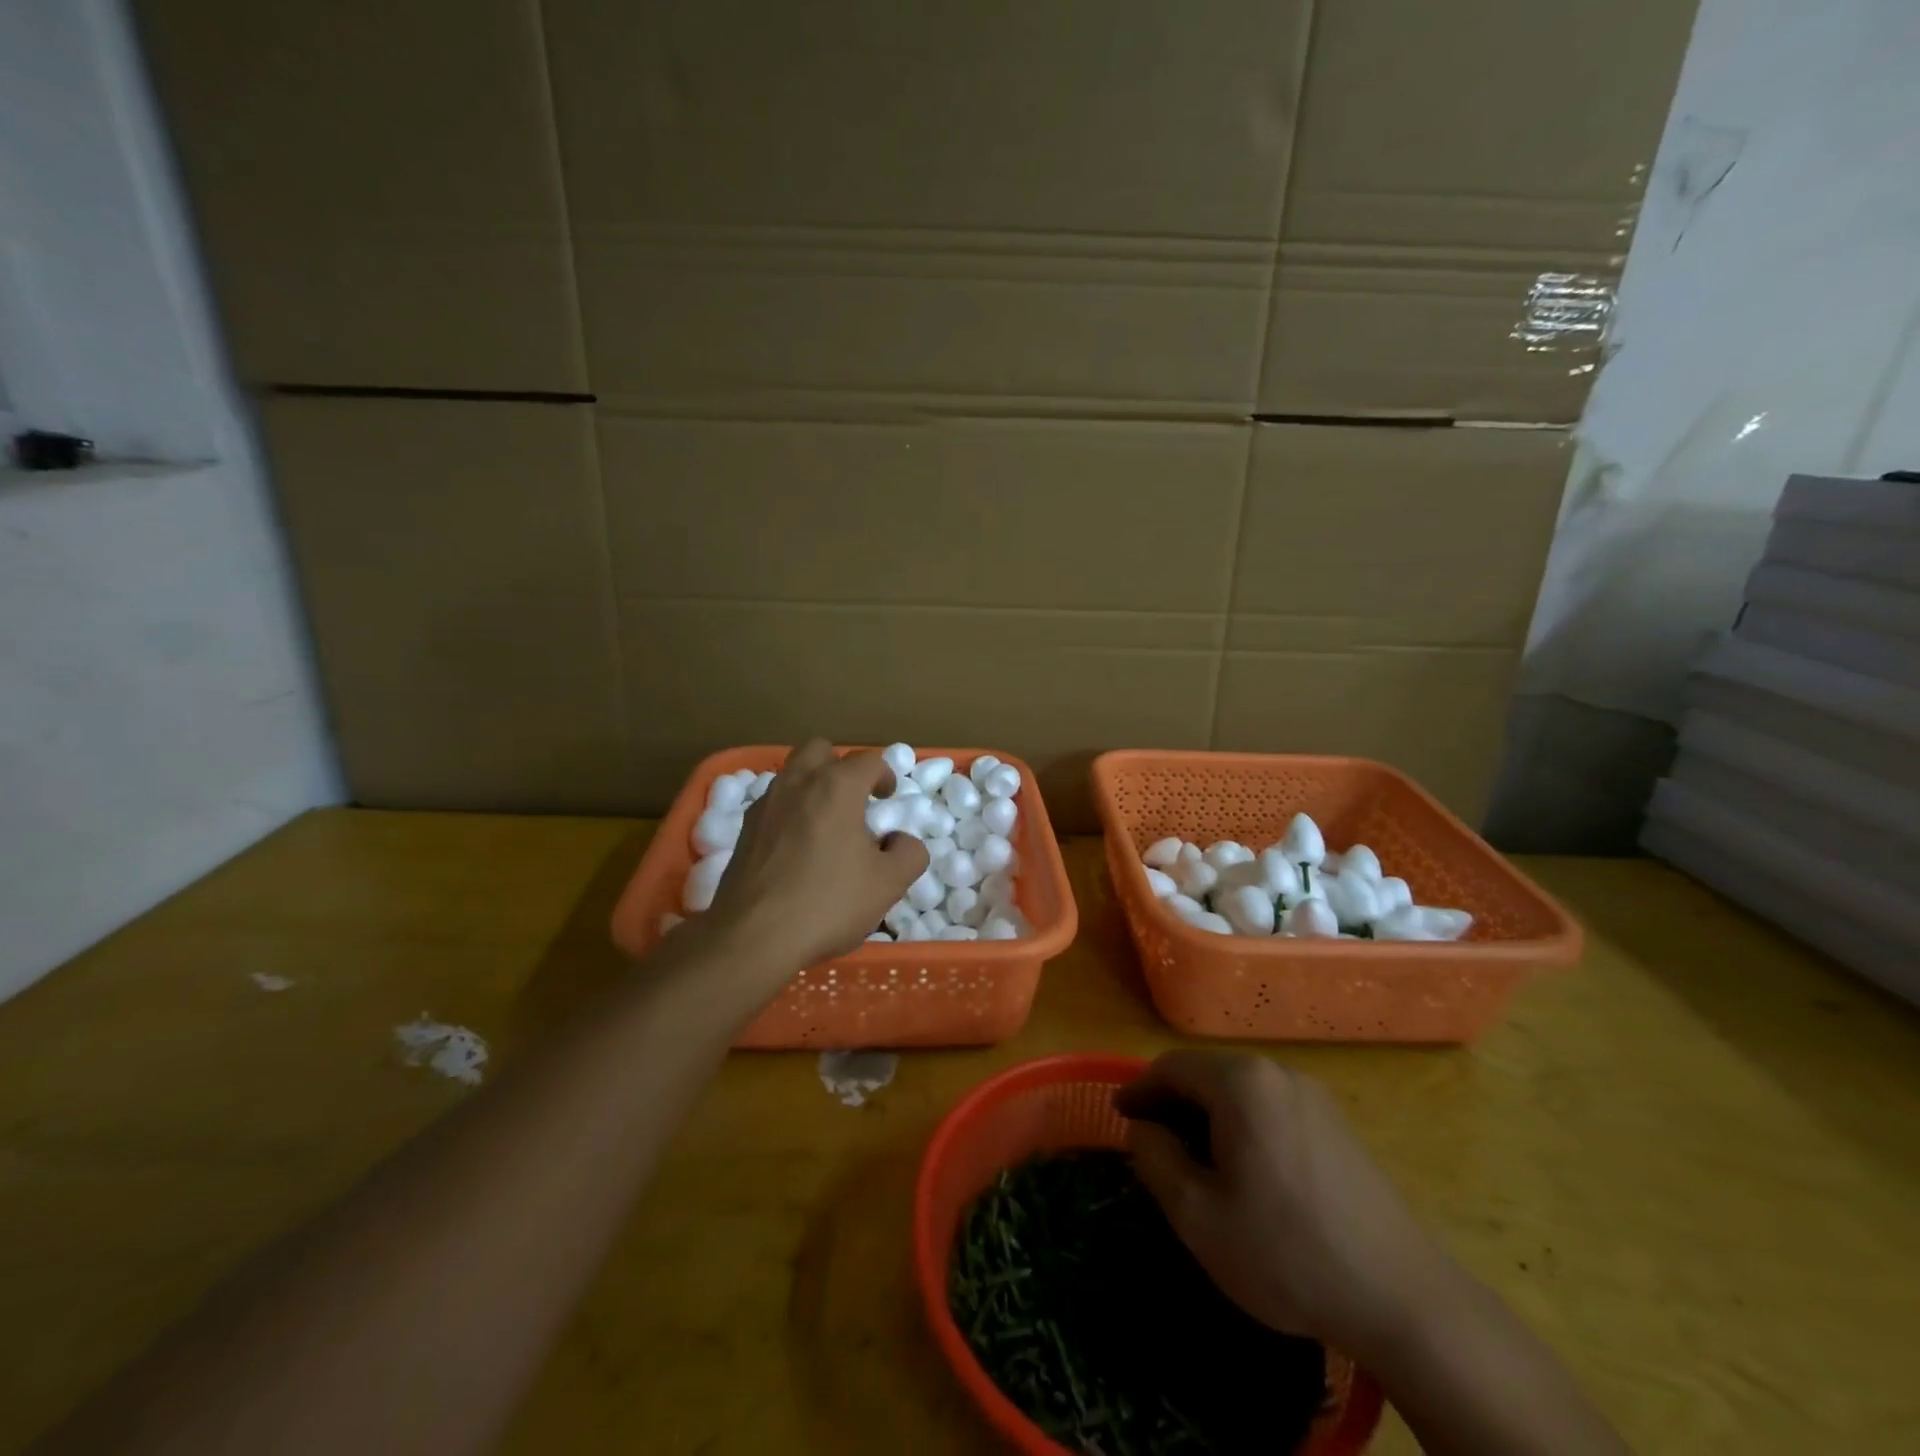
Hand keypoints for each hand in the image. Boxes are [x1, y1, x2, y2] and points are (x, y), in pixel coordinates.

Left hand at [706, 740, 928, 971]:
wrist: (753, 937)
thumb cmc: (828, 902)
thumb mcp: (888, 884)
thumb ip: (909, 854)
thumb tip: (902, 841)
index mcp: (836, 787)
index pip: (868, 760)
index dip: (885, 775)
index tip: (888, 799)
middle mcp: (797, 784)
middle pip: (819, 750)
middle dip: (840, 766)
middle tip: (854, 799)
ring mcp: (765, 805)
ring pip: (791, 775)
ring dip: (812, 787)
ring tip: (827, 825)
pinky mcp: (744, 831)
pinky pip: (773, 804)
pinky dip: (790, 813)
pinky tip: (798, 849)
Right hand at [1114, 1051, 1450, 1362]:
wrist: (1401, 1299)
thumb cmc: (1286, 1252)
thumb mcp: (1198, 1214)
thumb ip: (1155, 1158)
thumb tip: (1144, 1129)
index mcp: (1241, 1083)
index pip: (1172, 1067)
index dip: (1139, 1090)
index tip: (1118, 1116)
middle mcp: (1277, 1074)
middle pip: (1207, 1074)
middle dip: (1173, 1103)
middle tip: (1150, 1141)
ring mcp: (1313, 1097)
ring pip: (1240, 1091)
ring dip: (1207, 1114)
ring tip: (1192, 1158)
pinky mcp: (1337, 1125)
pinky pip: (1271, 1108)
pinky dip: (1242, 1125)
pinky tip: (1244, 1169)